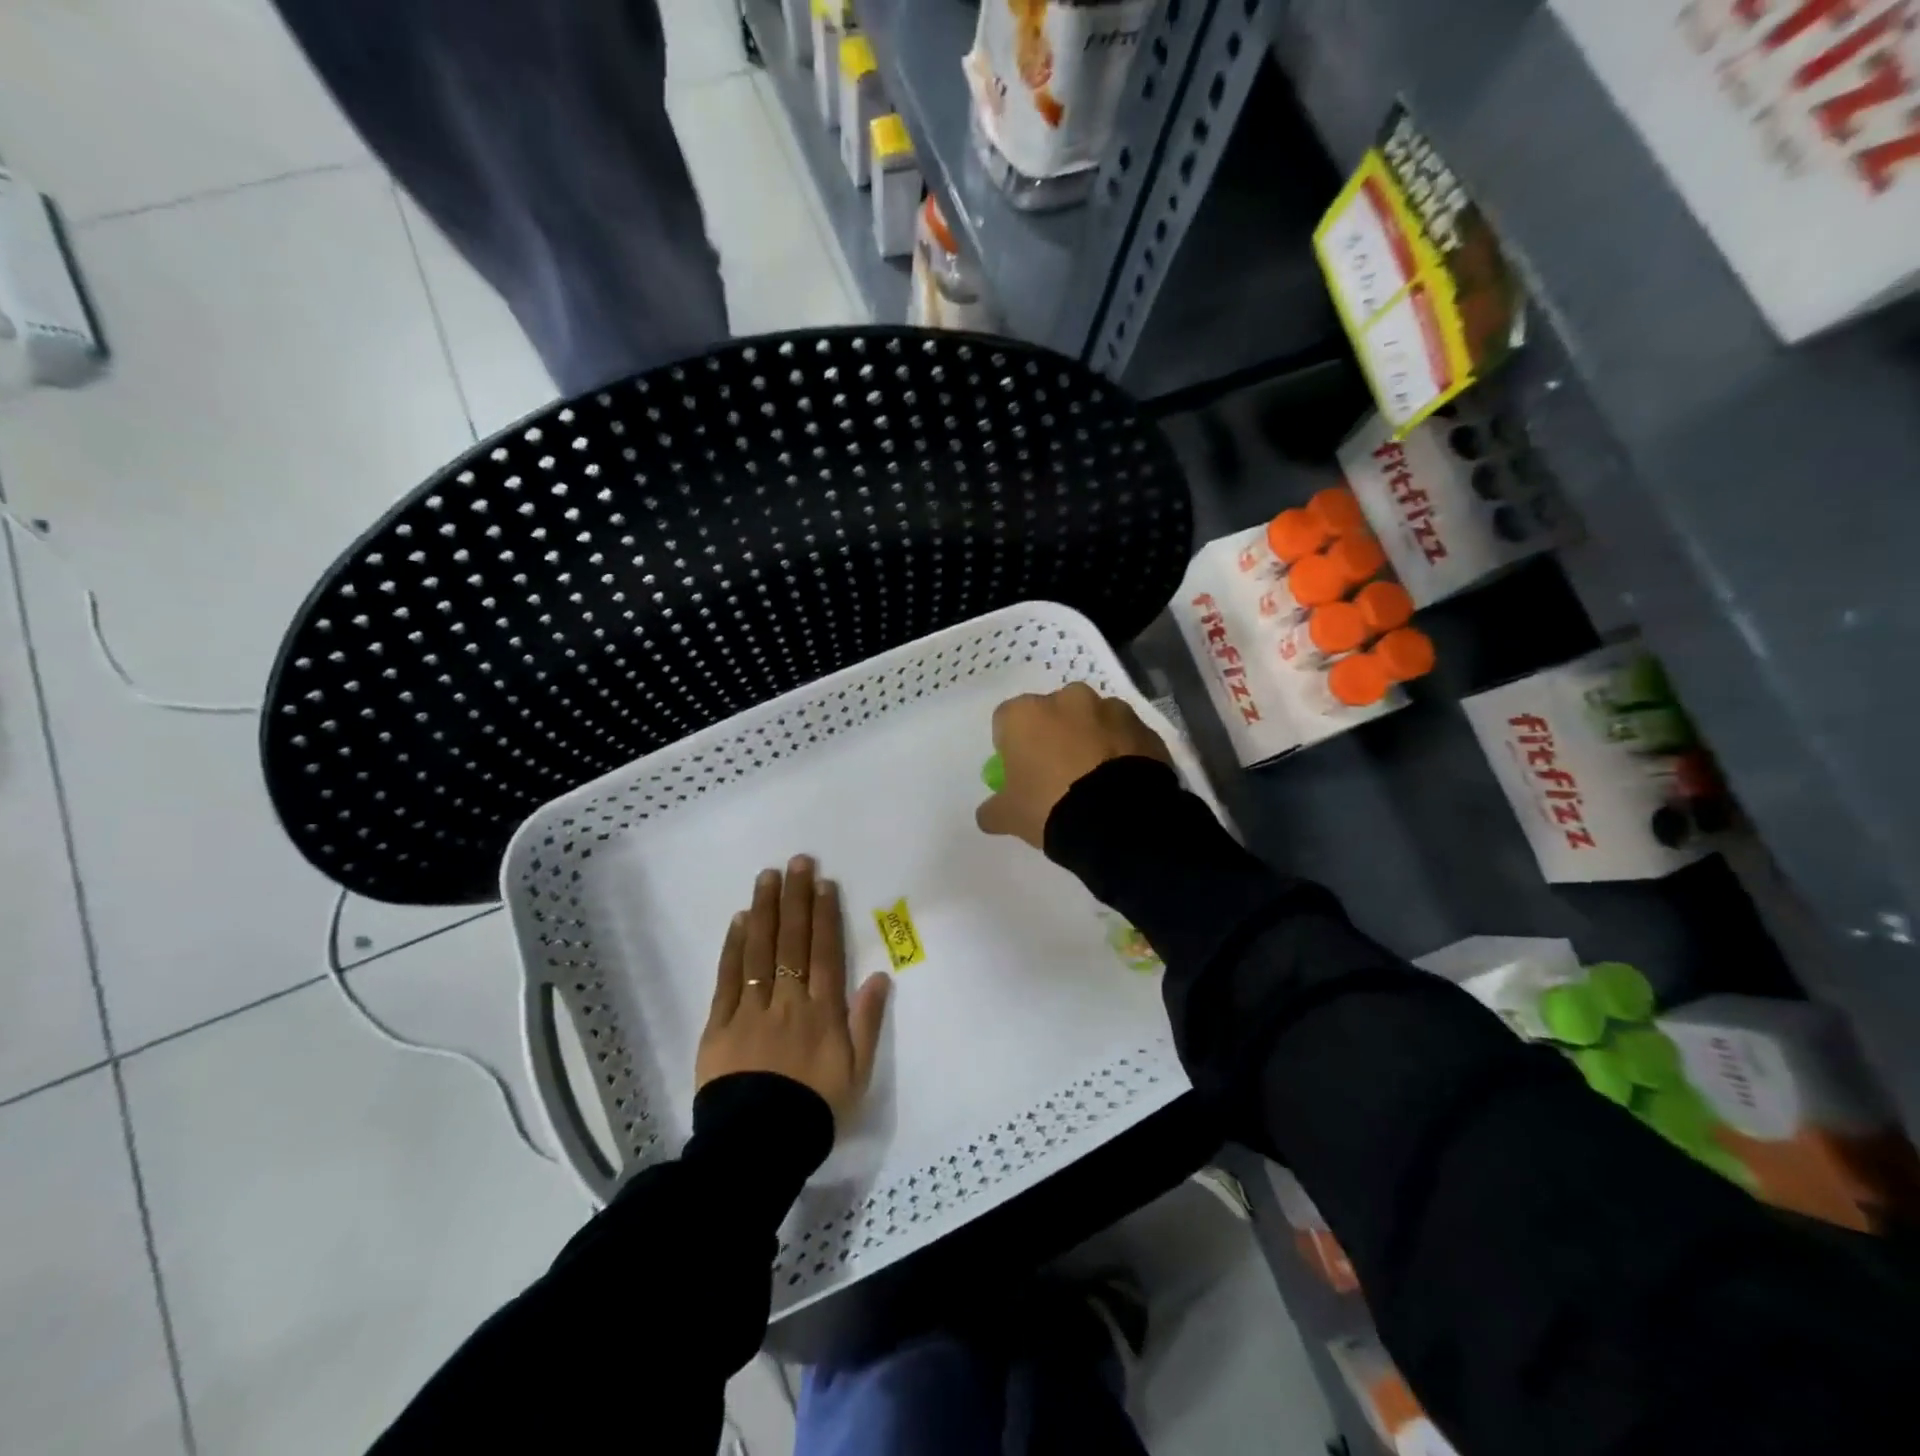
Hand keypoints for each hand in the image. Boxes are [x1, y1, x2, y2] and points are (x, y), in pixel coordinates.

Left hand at [696, 855, 891, 1124]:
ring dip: (765, 911)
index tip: (822, 882)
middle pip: (792, 941)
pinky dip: (734, 947)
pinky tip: (740, 920)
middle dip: (795, 898)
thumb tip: (878, 975)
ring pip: (760, 951)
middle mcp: (788, 1001)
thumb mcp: (857, 1073)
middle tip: (796, 861)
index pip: (824, 952)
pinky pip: (728, 979)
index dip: (824, 915)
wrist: (758, 1147)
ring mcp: (752, 1010)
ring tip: (767, 877)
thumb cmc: (815, 1109)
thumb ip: (867, 1022)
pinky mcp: (719, 1025)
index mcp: (823, 1012)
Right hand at [975, 682, 1172, 850]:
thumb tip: (988, 813)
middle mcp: (1068, 699)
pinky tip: (1121, 782)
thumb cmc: (1050, 807)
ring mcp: (1111, 709)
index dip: (1010, 745)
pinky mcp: (1144, 727)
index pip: (1006, 720)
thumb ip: (993, 809)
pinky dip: (1121, 751)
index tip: (1019, 771)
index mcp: (1027, 713)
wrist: (1119, 820)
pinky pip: (1124, 735)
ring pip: (1092, 720)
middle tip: (1058, 773)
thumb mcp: (1008, 817)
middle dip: (1053, 735)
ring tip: (1095, 780)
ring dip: (1090, 739)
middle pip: (1052, 713)